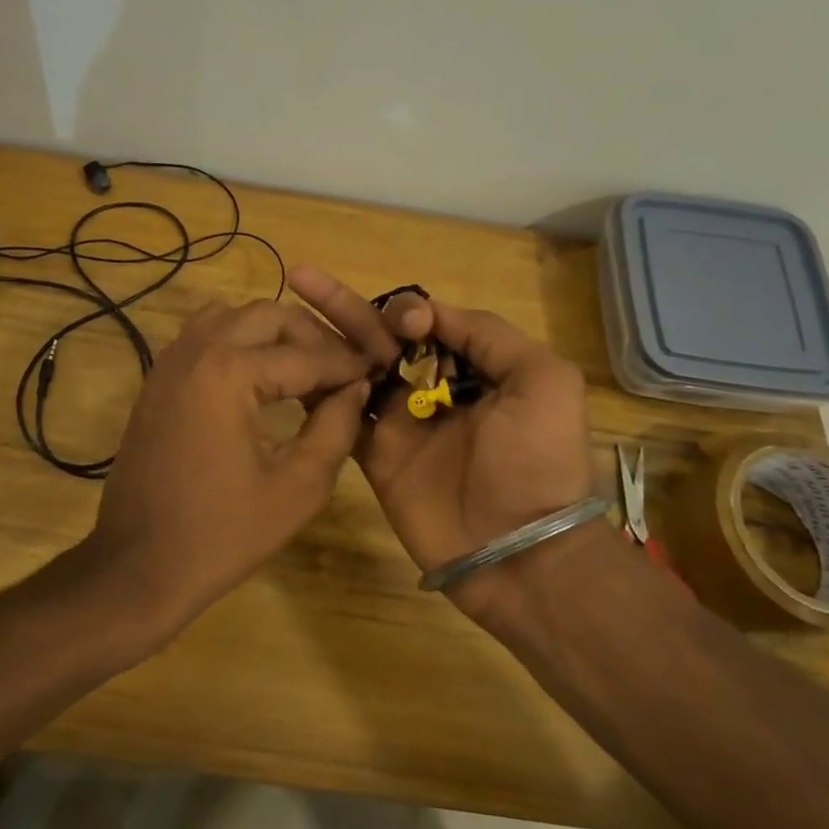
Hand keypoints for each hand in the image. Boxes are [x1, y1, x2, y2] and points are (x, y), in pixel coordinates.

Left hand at [84, 299, 370, 639]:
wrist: (140, 564)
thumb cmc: (224, 534)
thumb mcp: (298, 487)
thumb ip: (335, 427)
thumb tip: (356, 386)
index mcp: (230, 373)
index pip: (306, 355)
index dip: (347, 365)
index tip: (376, 372)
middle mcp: (196, 351)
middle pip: (268, 315)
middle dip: (311, 336)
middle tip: (341, 370)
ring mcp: (170, 361)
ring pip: (232, 316)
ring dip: (271, 332)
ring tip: (302, 368)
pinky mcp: (157, 379)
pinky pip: (202, 335)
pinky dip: (236, 341)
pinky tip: (257, 379)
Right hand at [290, 267, 598, 613]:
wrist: (517, 550)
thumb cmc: (536, 461)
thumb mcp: (542, 381)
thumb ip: (489, 335)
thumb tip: (430, 311)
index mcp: (475, 367)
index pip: (428, 322)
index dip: (408, 312)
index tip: (408, 326)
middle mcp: (432, 388)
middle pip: (380, 337)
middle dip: (346, 307)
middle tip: (303, 277)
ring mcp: (400, 423)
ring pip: (354, 369)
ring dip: (323, 339)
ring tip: (286, 310)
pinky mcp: (375, 455)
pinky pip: (341, 414)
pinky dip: (318, 389)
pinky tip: (291, 364)